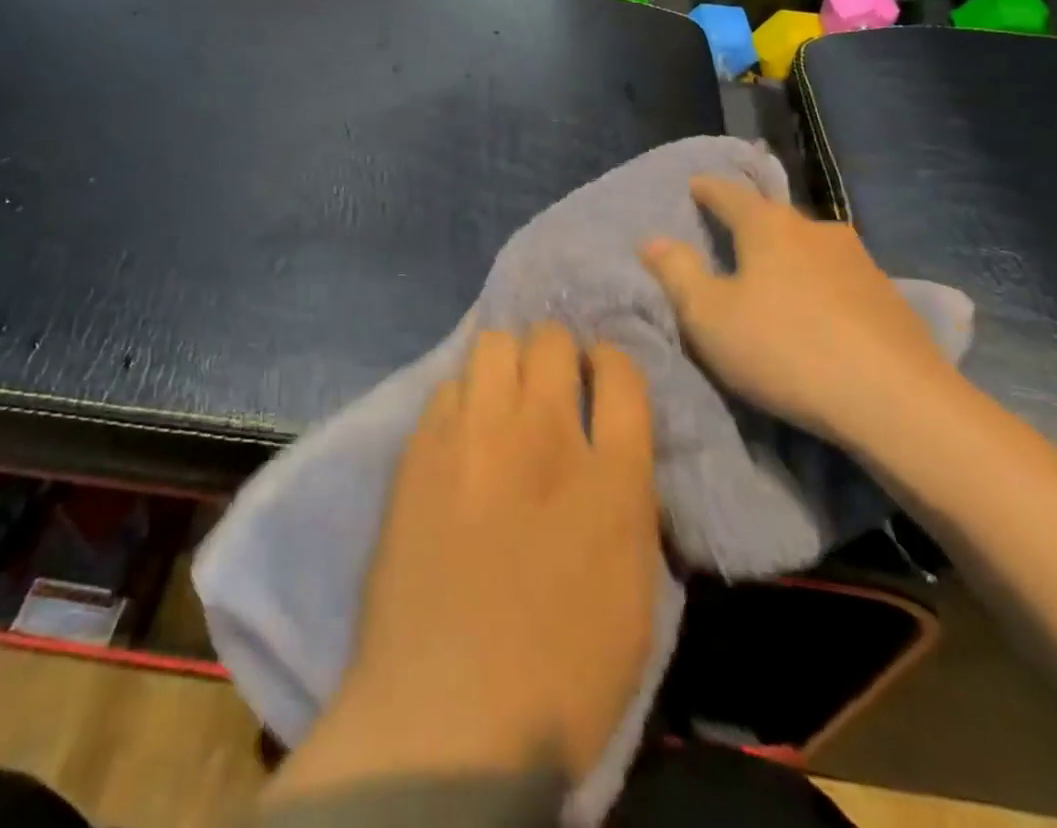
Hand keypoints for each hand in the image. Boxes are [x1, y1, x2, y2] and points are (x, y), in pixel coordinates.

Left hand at [267, 325, 661, 800]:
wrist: (446, 716)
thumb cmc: (560, 676)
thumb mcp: (634, 596)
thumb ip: (627, 504)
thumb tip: (610, 456)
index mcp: (612, 477)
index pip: (621, 371)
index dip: (611, 363)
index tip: (600, 377)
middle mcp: (545, 434)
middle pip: (552, 339)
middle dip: (557, 352)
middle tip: (550, 386)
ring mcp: (476, 434)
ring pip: (494, 343)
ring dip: (506, 363)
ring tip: (502, 399)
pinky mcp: (422, 447)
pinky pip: (447, 386)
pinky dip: (461, 398)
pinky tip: (459, 434)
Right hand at [640, 176, 959, 448]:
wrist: (897, 402)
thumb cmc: (785, 349)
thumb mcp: (709, 316)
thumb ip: (677, 273)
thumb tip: (653, 240)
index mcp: (769, 226)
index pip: (730, 194)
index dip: (708, 189)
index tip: (695, 184)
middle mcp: (817, 230)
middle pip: (774, 219)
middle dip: (750, 225)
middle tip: (729, 239)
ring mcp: (860, 262)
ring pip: (810, 249)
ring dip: (788, 258)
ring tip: (773, 280)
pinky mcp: (890, 298)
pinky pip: (839, 280)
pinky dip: (819, 287)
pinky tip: (817, 313)